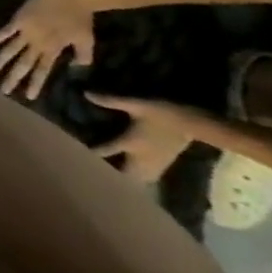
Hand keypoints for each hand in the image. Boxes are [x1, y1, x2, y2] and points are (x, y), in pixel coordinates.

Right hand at [0, 0, 95, 98]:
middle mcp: (36, 43)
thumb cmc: (81, 18)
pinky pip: (5, 31)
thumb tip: (75, 67)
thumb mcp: (87, 40)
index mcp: (53, 50)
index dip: (35, 83)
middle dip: (13, 78)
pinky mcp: (19, 20)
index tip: (27, 97)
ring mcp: (26, 31)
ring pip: (10, 50)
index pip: (42, 70)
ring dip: (0, 62)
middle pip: (22, 64)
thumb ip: (82, 56)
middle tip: (3, 91)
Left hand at [85, 93, 207, 184]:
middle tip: (92, 172)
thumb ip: (111, 100)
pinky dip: (137, 179)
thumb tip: (86, 93)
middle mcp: (142, 157)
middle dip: (109, 174)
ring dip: (124, 179)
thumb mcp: (137, 104)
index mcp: (131, 142)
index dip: (91, 152)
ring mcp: (155, 164)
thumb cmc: (164, 113)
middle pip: (123, 173)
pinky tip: (129, 176)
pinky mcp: (164, 165)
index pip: (106, 150)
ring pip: (137, 179)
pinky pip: (148, 178)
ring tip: (108, 177)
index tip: (75, 154)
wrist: (196, 124)